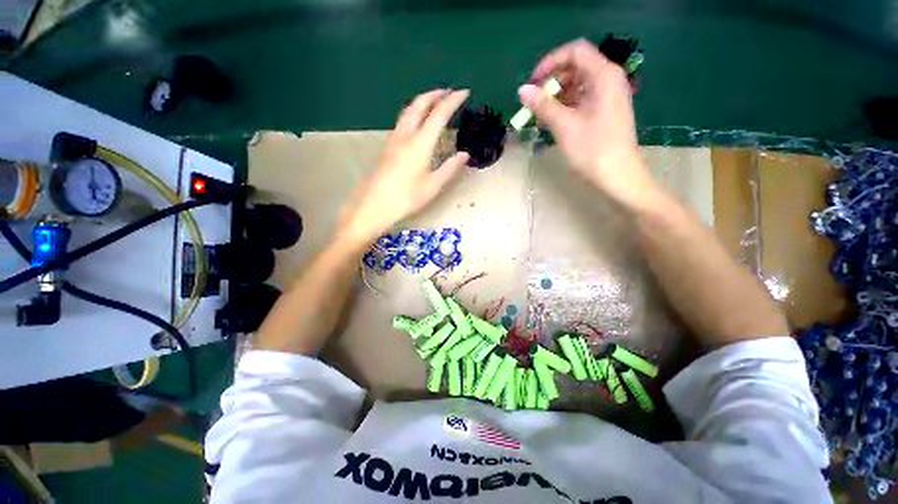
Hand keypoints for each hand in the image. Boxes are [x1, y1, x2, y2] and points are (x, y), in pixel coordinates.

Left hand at [339, 89, 469, 244]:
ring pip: (408, 110)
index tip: (464, 93)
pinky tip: (418, 122)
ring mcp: (394, 139)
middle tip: (448, 92)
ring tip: (434, 102)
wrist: (375, 204)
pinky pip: (403, 120)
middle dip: (435, 94)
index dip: (452, 101)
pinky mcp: (388, 146)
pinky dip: (414, 112)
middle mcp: (406, 135)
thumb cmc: (407, 197)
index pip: (439, 114)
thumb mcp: (433, 185)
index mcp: (421, 143)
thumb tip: (464, 155)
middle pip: (419, 104)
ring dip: (422, 101)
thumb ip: (450, 168)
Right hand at [519, 40, 657, 208]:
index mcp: (603, 76)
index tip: (532, 83)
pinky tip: (550, 121)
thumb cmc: (593, 150)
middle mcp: (607, 80)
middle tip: (533, 101)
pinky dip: (564, 107)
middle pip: (575, 67)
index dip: (550, 62)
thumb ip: (543, 105)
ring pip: (576, 85)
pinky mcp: (603, 112)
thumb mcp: (565, 126)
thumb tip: (522, 91)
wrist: (618, 177)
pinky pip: (580, 101)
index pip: (575, 51)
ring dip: (555, 96)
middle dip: (551, 81)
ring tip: (538, 114)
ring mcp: (606, 97)